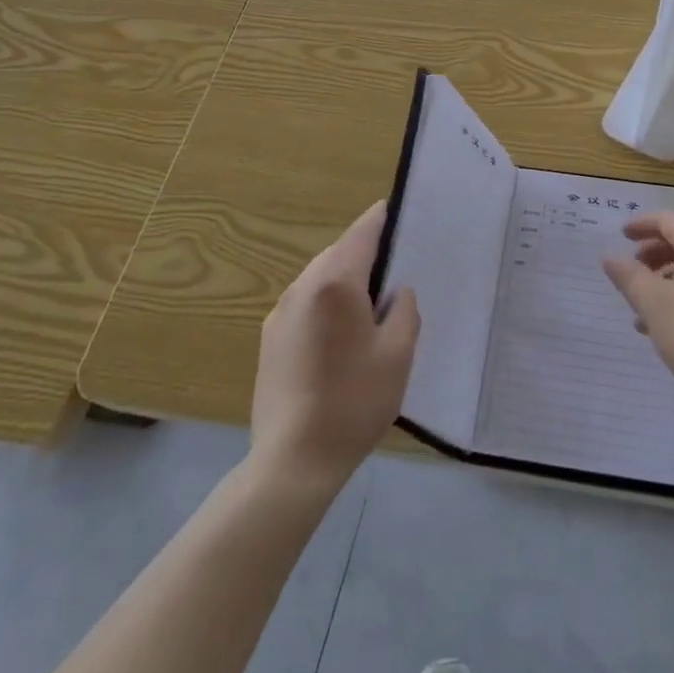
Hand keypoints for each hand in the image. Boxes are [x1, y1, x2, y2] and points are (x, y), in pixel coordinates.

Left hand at [250, 201, 419, 490]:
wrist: (292, 462)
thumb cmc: (353, 401)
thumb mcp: (398, 354)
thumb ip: (404, 310)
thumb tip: (396, 292)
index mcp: (335, 283)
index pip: (362, 233)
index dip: (382, 218)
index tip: (398, 210)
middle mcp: (302, 287)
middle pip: (339, 253)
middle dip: (366, 253)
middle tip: (397, 268)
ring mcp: (280, 313)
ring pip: (320, 278)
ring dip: (345, 279)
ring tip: (373, 304)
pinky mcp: (270, 339)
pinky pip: (305, 303)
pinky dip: (327, 302)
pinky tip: (342, 335)